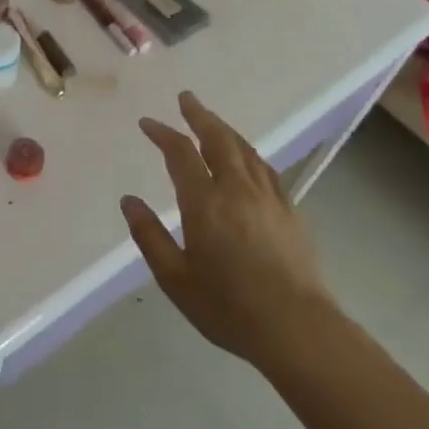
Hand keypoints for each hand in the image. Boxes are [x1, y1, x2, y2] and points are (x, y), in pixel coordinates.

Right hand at [122, 91, 335, 369]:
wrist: (299, 330)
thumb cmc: (229, 307)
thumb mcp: (176, 279)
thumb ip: (150, 236)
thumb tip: (129, 201)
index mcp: (205, 203)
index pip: (181, 153)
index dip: (163, 133)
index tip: (148, 123)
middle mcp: (237, 190)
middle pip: (218, 139)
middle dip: (199, 115)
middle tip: (186, 98)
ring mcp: (268, 198)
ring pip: (244, 149)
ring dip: (224, 129)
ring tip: (211, 120)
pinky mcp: (290, 211)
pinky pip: (265, 168)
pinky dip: (248, 152)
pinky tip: (246, 157)